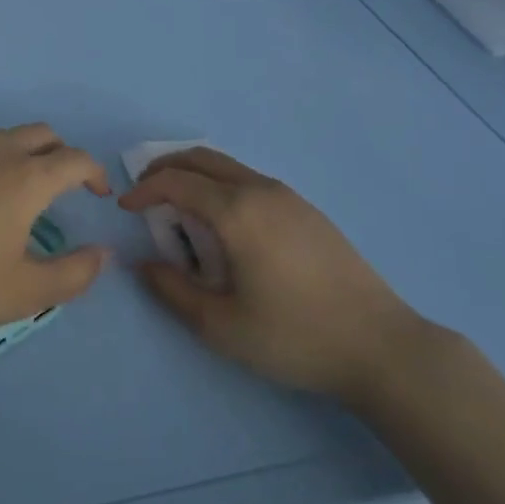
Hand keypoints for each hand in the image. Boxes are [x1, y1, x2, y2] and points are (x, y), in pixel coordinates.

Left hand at [0, 124, 111, 342]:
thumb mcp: (24, 293)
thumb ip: (74, 274)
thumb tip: (103, 254)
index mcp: (26, 178)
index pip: (75, 159)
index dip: (95, 172)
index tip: (98, 193)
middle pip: (42, 134)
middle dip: (60, 153)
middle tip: (61, 186)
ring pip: (0, 137)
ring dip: (19, 154)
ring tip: (12, 191)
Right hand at [121, 148, 419, 402]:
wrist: (379, 345)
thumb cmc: (294, 336)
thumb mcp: (221, 326)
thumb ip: (172, 291)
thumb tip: (142, 263)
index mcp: (236, 211)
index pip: (177, 182)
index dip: (144, 190)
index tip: (125, 207)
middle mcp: (260, 190)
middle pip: (202, 159)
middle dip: (166, 169)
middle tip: (144, 193)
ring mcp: (288, 196)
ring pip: (229, 167)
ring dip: (195, 176)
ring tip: (180, 210)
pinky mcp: (308, 210)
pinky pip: (251, 180)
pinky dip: (222, 186)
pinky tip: (225, 224)